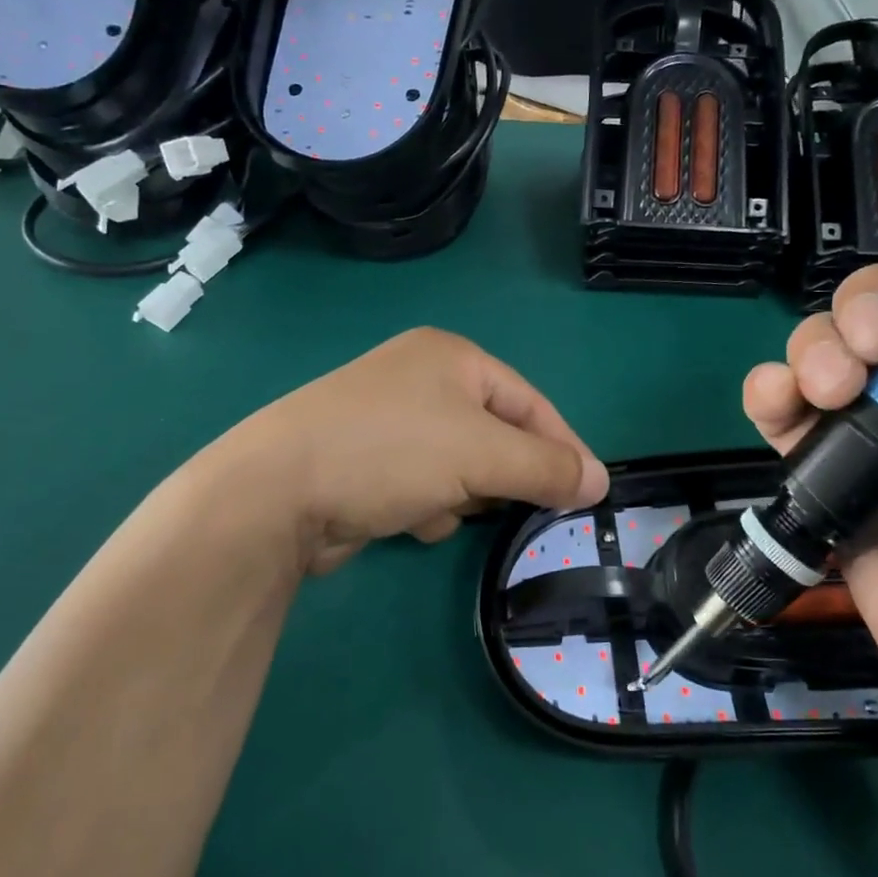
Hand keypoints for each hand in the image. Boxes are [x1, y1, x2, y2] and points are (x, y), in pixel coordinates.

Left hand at [226, 328, 608, 575]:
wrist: (277, 492)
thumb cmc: (391, 453)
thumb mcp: (481, 455)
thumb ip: (546, 467)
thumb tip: (600, 481)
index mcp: (451, 358)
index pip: (530, 402)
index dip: (563, 447)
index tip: (590, 493)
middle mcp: (420, 380)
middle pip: (495, 434)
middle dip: (502, 475)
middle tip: (515, 507)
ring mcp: (389, 421)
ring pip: (460, 466)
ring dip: (462, 494)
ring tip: (444, 508)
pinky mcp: (367, 462)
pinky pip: (424, 485)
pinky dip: (426, 506)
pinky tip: (408, 518)